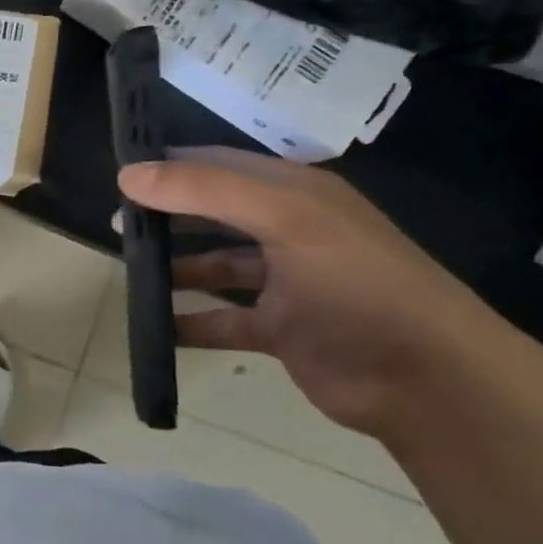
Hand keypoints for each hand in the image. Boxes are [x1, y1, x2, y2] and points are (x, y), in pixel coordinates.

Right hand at [120, 148, 524, 439]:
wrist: (426, 379)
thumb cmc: (357, 284)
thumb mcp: (285, 220)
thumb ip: (205, 191)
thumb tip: (128, 175)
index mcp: (295, 193)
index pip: (218, 165)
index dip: (169, 166)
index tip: (117, 176)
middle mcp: (288, 230)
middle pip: (212, 213)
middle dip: (166, 216)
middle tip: (116, 227)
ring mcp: (285, 282)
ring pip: (215, 265)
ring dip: (174, 268)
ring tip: (128, 273)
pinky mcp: (279, 329)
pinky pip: (221, 319)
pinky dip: (189, 323)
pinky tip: (155, 328)